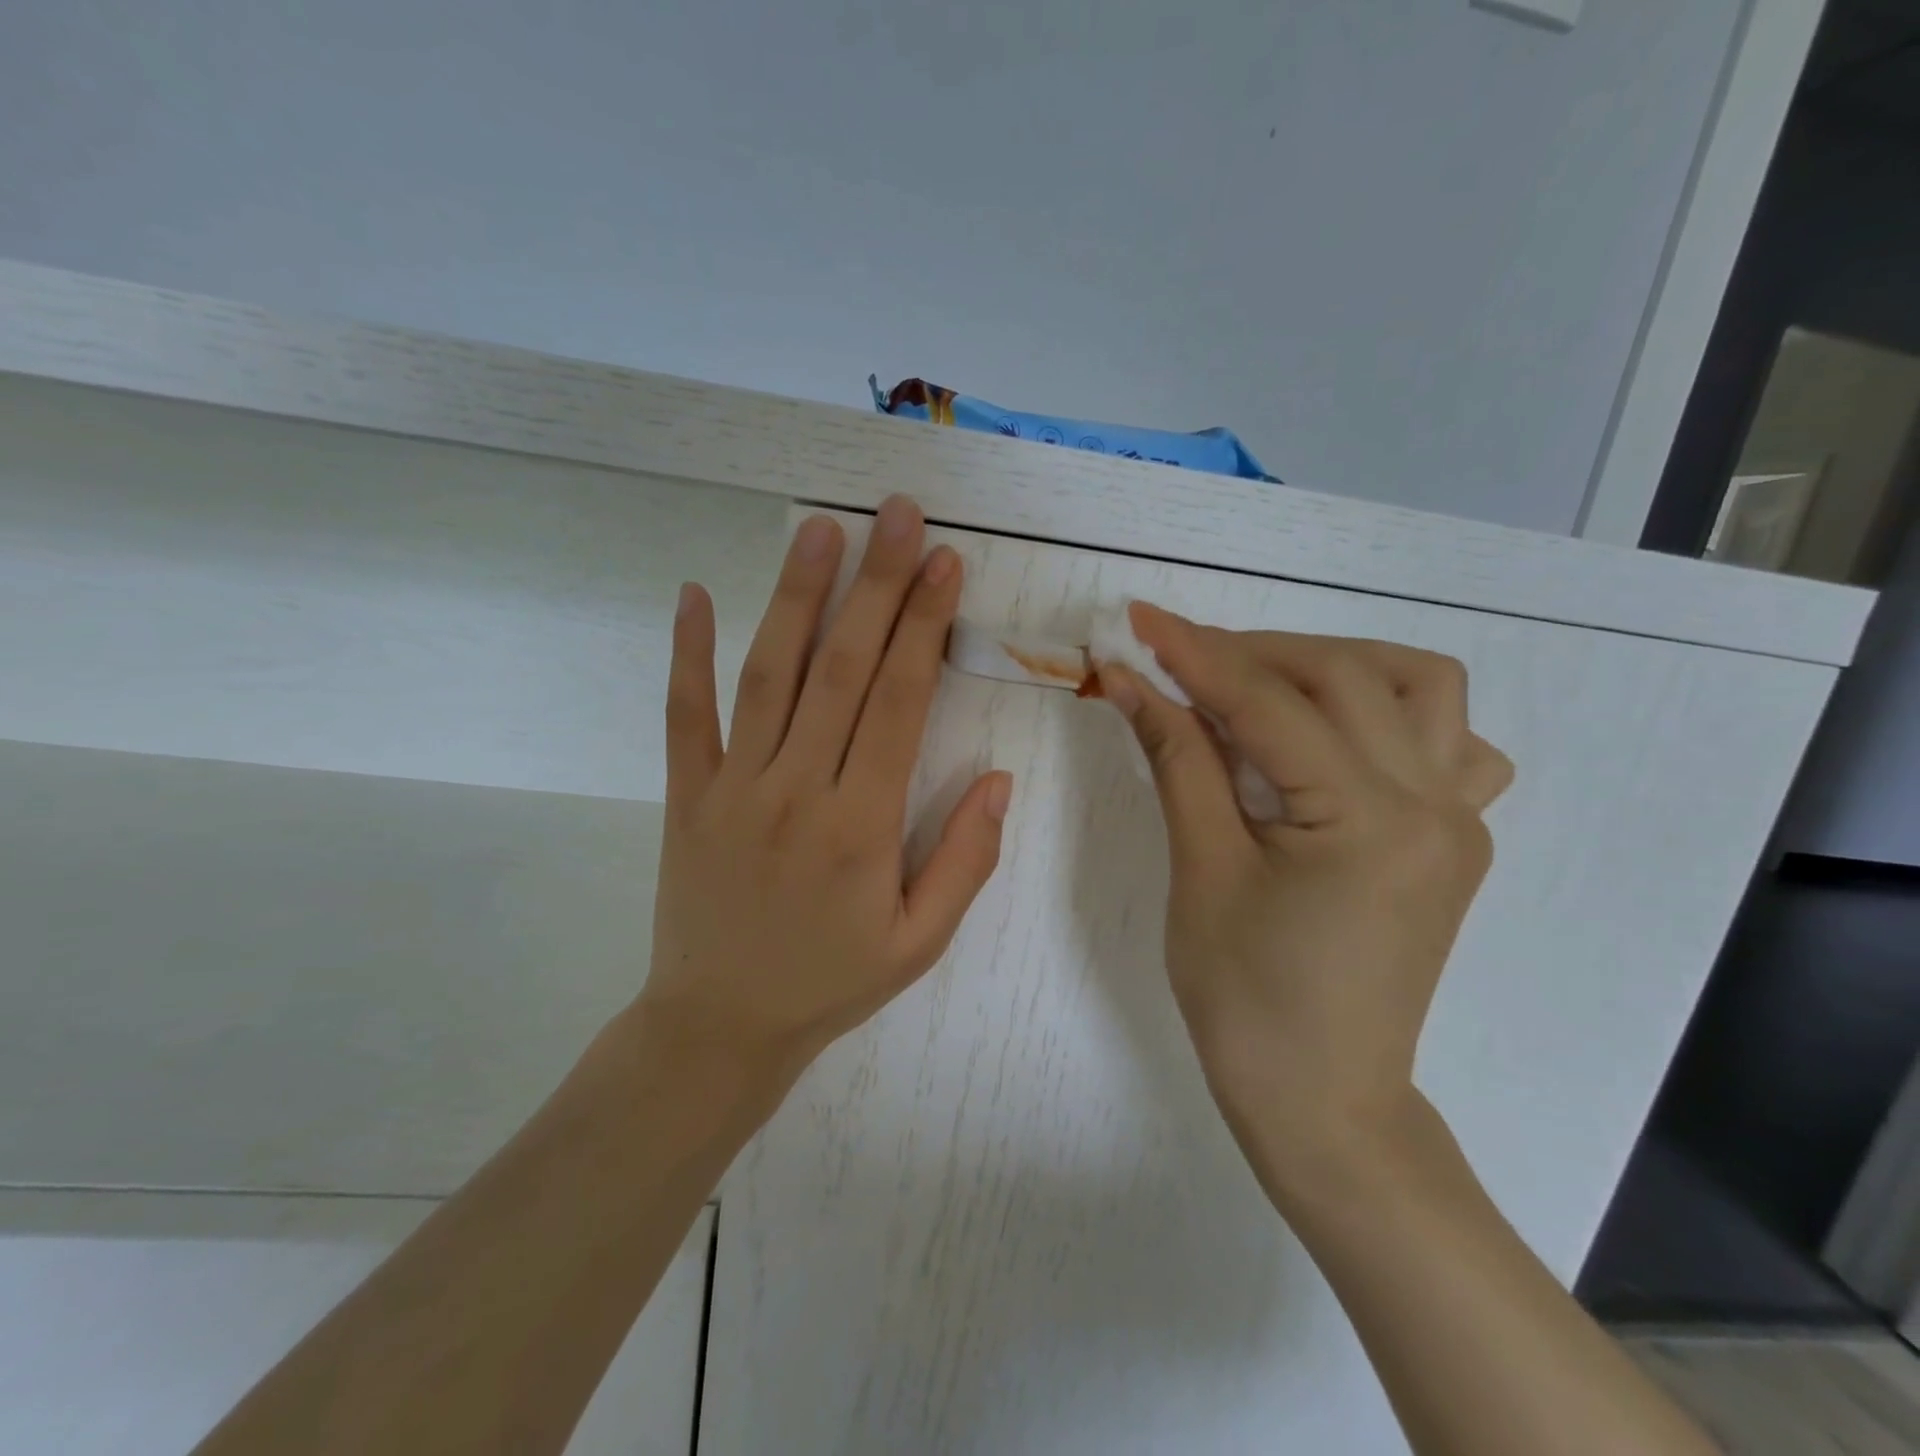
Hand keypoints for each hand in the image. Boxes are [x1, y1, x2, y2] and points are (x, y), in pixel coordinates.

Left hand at [636, 496, 1013, 1088]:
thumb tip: (1000, 780)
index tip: (945, 564)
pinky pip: (685, 715)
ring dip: (795, 596)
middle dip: (877, 585)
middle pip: (842, 669)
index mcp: (861, 825)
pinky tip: (693, 594)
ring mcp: (735, 787)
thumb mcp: (919, 942)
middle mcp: (797, 790)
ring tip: (821, 530)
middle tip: (898, 514)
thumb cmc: (830, 983)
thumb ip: (965, 860)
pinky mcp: (688, 794)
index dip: (926, 626)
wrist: (718, 1025)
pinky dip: (687, 653)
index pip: (901, 702)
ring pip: (769, 676)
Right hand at [1098, 603, 1511, 1191]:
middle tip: (1181, 661)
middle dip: (1254, 652)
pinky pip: (1449, 743)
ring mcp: (1458, 819)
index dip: (1195, 653)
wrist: (1323, 1100)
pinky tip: (1335, 740)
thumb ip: (1177, 759)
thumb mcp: (1201, 869)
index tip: (1138, 619)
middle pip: (1347, 674)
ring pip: (1419, 687)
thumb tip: (1131, 682)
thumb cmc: (1246, 998)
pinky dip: (1389, 713)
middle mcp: (1434, 804)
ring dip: (1333, 666)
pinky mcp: (1454, 838)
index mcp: (1367, 820)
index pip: (1270, 703)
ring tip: (1260, 687)